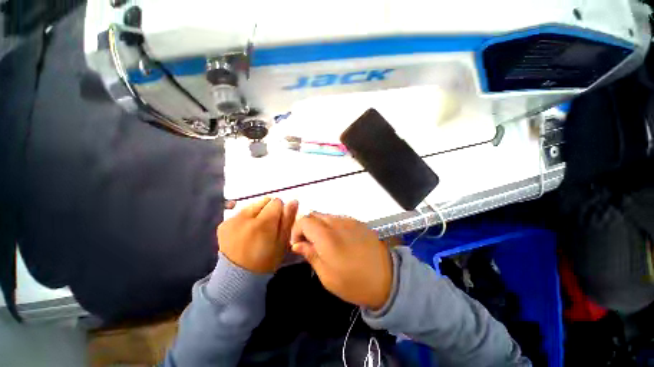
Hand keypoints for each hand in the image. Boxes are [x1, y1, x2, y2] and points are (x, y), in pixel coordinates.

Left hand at [218, 198, 297, 272]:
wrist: (238, 277)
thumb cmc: (266, 260)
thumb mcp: (282, 242)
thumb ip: (288, 220)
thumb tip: (293, 201)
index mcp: (262, 223)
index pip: (276, 202)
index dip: (280, 211)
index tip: (278, 222)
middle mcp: (245, 218)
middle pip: (263, 201)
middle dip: (268, 210)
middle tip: (268, 227)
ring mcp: (232, 220)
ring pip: (252, 206)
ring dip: (257, 214)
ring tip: (256, 231)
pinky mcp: (223, 224)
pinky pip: (240, 213)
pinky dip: (246, 219)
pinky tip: (245, 233)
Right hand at [290, 213, 391, 309]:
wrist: (388, 278)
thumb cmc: (354, 283)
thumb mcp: (327, 276)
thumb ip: (311, 255)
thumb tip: (297, 244)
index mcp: (327, 236)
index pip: (304, 220)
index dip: (297, 230)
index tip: (299, 245)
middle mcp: (337, 223)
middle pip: (314, 215)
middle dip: (307, 227)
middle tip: (310, 244)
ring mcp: (349, 220)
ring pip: (326, 216)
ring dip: (319, 226)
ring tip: (324, 243)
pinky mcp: (358, 222)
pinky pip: (338, 219)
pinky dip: (332, 226)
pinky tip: (339, 240)